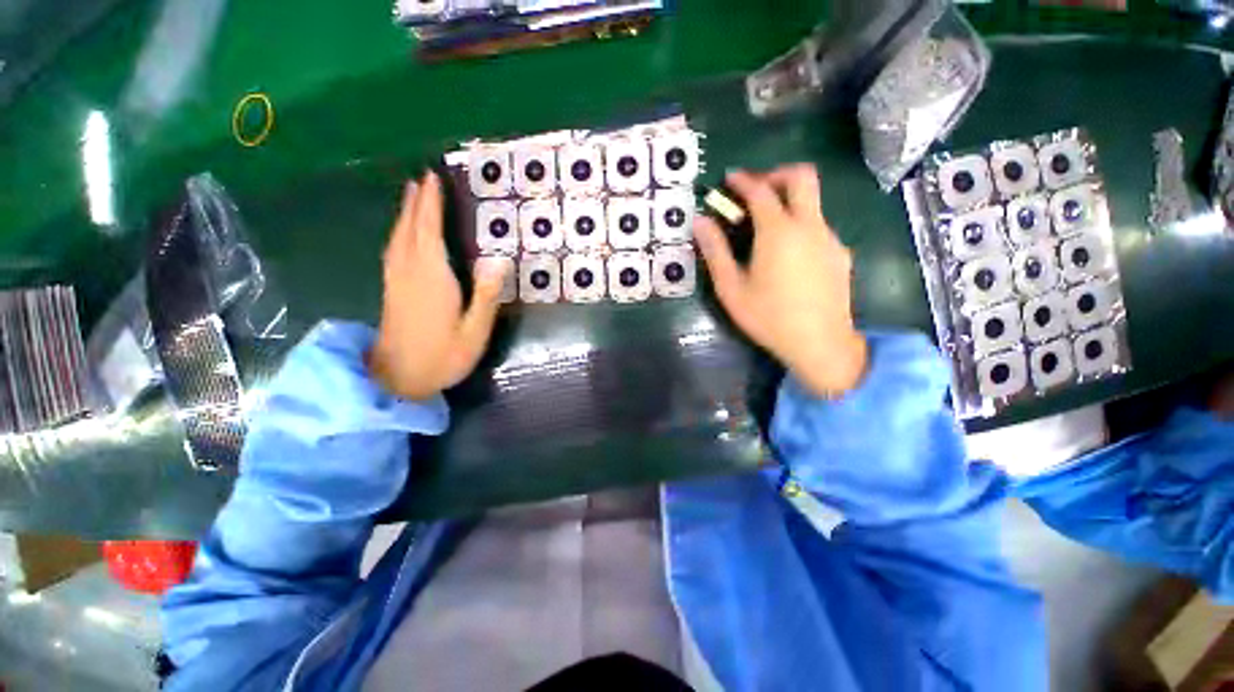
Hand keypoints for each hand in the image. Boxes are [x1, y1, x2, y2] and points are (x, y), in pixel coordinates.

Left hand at [368, 172, 509, 399]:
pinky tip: (401, 233)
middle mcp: (410, 272)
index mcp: (432, 278)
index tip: (432, 178)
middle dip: (416, 202)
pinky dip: (398, 233)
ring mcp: (396, 281)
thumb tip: (499, 260)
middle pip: (410, 229)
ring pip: (398, 238)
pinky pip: (393, 250)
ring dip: (405, 214)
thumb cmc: (443, 356)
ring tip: (411, 195)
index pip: (430, 232)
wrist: (398, 381)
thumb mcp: (475, 331)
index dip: (431, 204)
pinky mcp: (391, 290)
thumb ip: (486, 296)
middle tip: (422, 178)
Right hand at [693, 164, 867, 397]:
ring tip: (764, 229)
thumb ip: (715, 251)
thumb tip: (700, 222)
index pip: (760, 190)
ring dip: (788, 202)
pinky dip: (799, 224)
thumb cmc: (768, 317)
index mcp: (779, 231)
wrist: (819, 343)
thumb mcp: (731, 287)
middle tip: (754, 190)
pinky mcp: (840, 254)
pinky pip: (818, 226)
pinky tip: (786, 255)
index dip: (742, 180)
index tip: (728, 178)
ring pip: (813, 202)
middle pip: (802, 177)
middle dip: (776, 174)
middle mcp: (809, 225)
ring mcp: (829, 238)